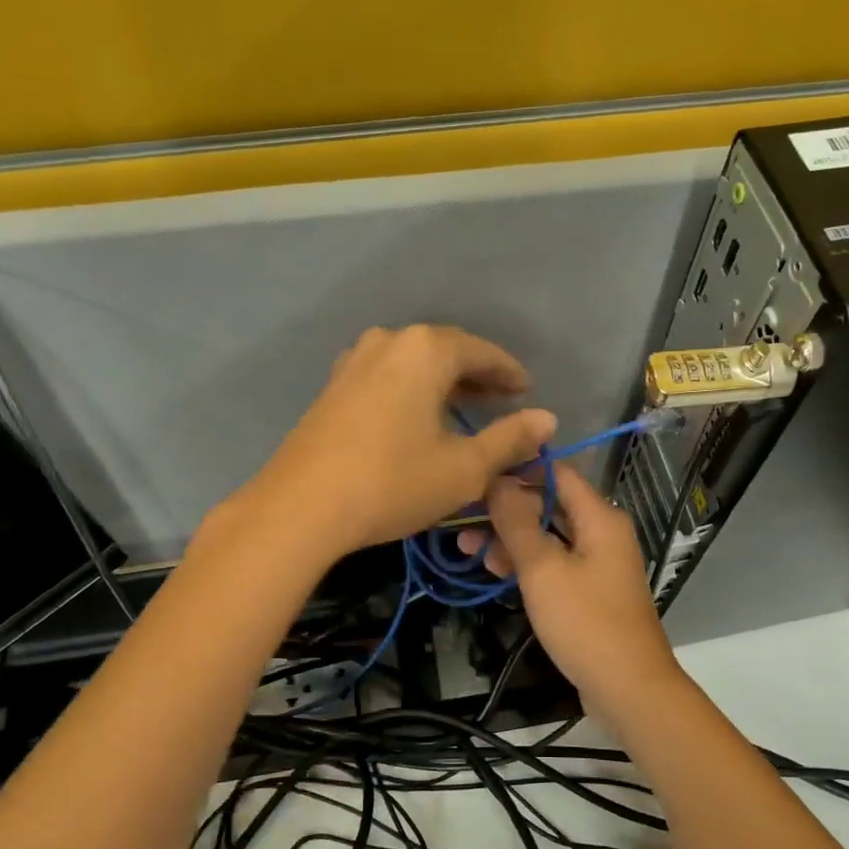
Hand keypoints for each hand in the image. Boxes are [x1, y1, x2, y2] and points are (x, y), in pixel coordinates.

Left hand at [240, 325, 556, 558]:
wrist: (301, 507)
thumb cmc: (393, 482)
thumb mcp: (465, 468)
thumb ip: (510, 439)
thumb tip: (547, 419)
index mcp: (426, 350)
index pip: (482, 351)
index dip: (509, 373)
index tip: (527, 392)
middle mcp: (390, 341)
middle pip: (446, 351)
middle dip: (477, 375)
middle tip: (503, 400)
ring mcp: (355, 361)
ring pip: (414, 363)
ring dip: (443, 383)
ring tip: (465, 408)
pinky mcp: (334, 386)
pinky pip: (387, 376)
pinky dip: (413, 390)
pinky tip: (418, 417)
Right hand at [458, 466, 682, 720]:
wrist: (628, 688)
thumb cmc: (586, 622)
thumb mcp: (543, 570)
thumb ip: (517, 523)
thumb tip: (497, 481)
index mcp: (599, 517)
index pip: (556, 472)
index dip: (516, 469)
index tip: (476, 475)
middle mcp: (601, 532)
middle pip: (549, 504)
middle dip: (505, 510)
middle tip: (462, 520)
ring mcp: (596, 562)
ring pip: (547, 536)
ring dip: (510, 538)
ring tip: (467, 549)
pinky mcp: (588, 589)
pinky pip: (553, 562)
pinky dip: (526, 563)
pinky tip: (493, 570)